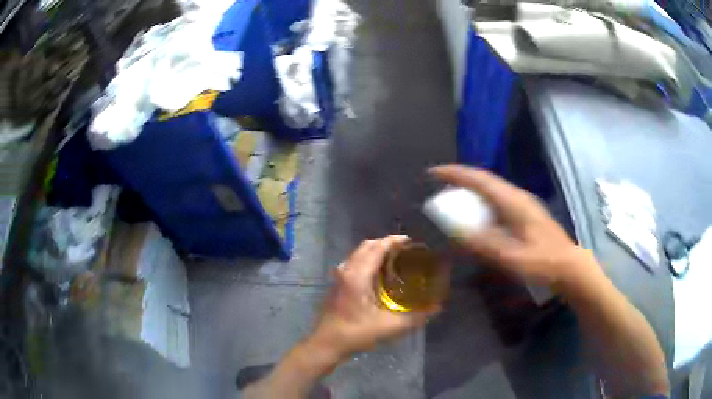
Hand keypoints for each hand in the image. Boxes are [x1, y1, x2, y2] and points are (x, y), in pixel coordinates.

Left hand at [309, 236, 439, 359]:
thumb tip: (437, 308)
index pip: (377, 247)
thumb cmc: (355, 333)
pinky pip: (354, 262)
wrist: (326, 344)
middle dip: (386, 244)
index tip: (411, 242)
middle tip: (405, 251)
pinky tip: (378, 275)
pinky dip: (367, 260)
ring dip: (375, 251)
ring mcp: (339, 276)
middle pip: (367, 246)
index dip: (394, 241)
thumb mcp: (389, 327)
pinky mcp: (336, 284)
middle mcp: (347, 270)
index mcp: (358, 275)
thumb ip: (415, 317)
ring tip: (394, 260)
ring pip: (358, 254)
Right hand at [430, 165, 594, 285]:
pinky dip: (483, 199)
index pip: (481, 180)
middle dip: (462, 178)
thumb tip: (457, 230)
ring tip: (454, 195)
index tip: (434, 172)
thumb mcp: (511, 257)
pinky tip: (479, 212)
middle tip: (440, 183)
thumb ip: (484, 244)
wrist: (569, 266)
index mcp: (514, 202)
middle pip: (486, 180)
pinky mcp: (527, 213)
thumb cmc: (542, 262)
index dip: (456, 174)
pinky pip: (499, 199)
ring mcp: (524, 204)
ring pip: (493, 188)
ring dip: (472, 188)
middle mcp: (518, 197)